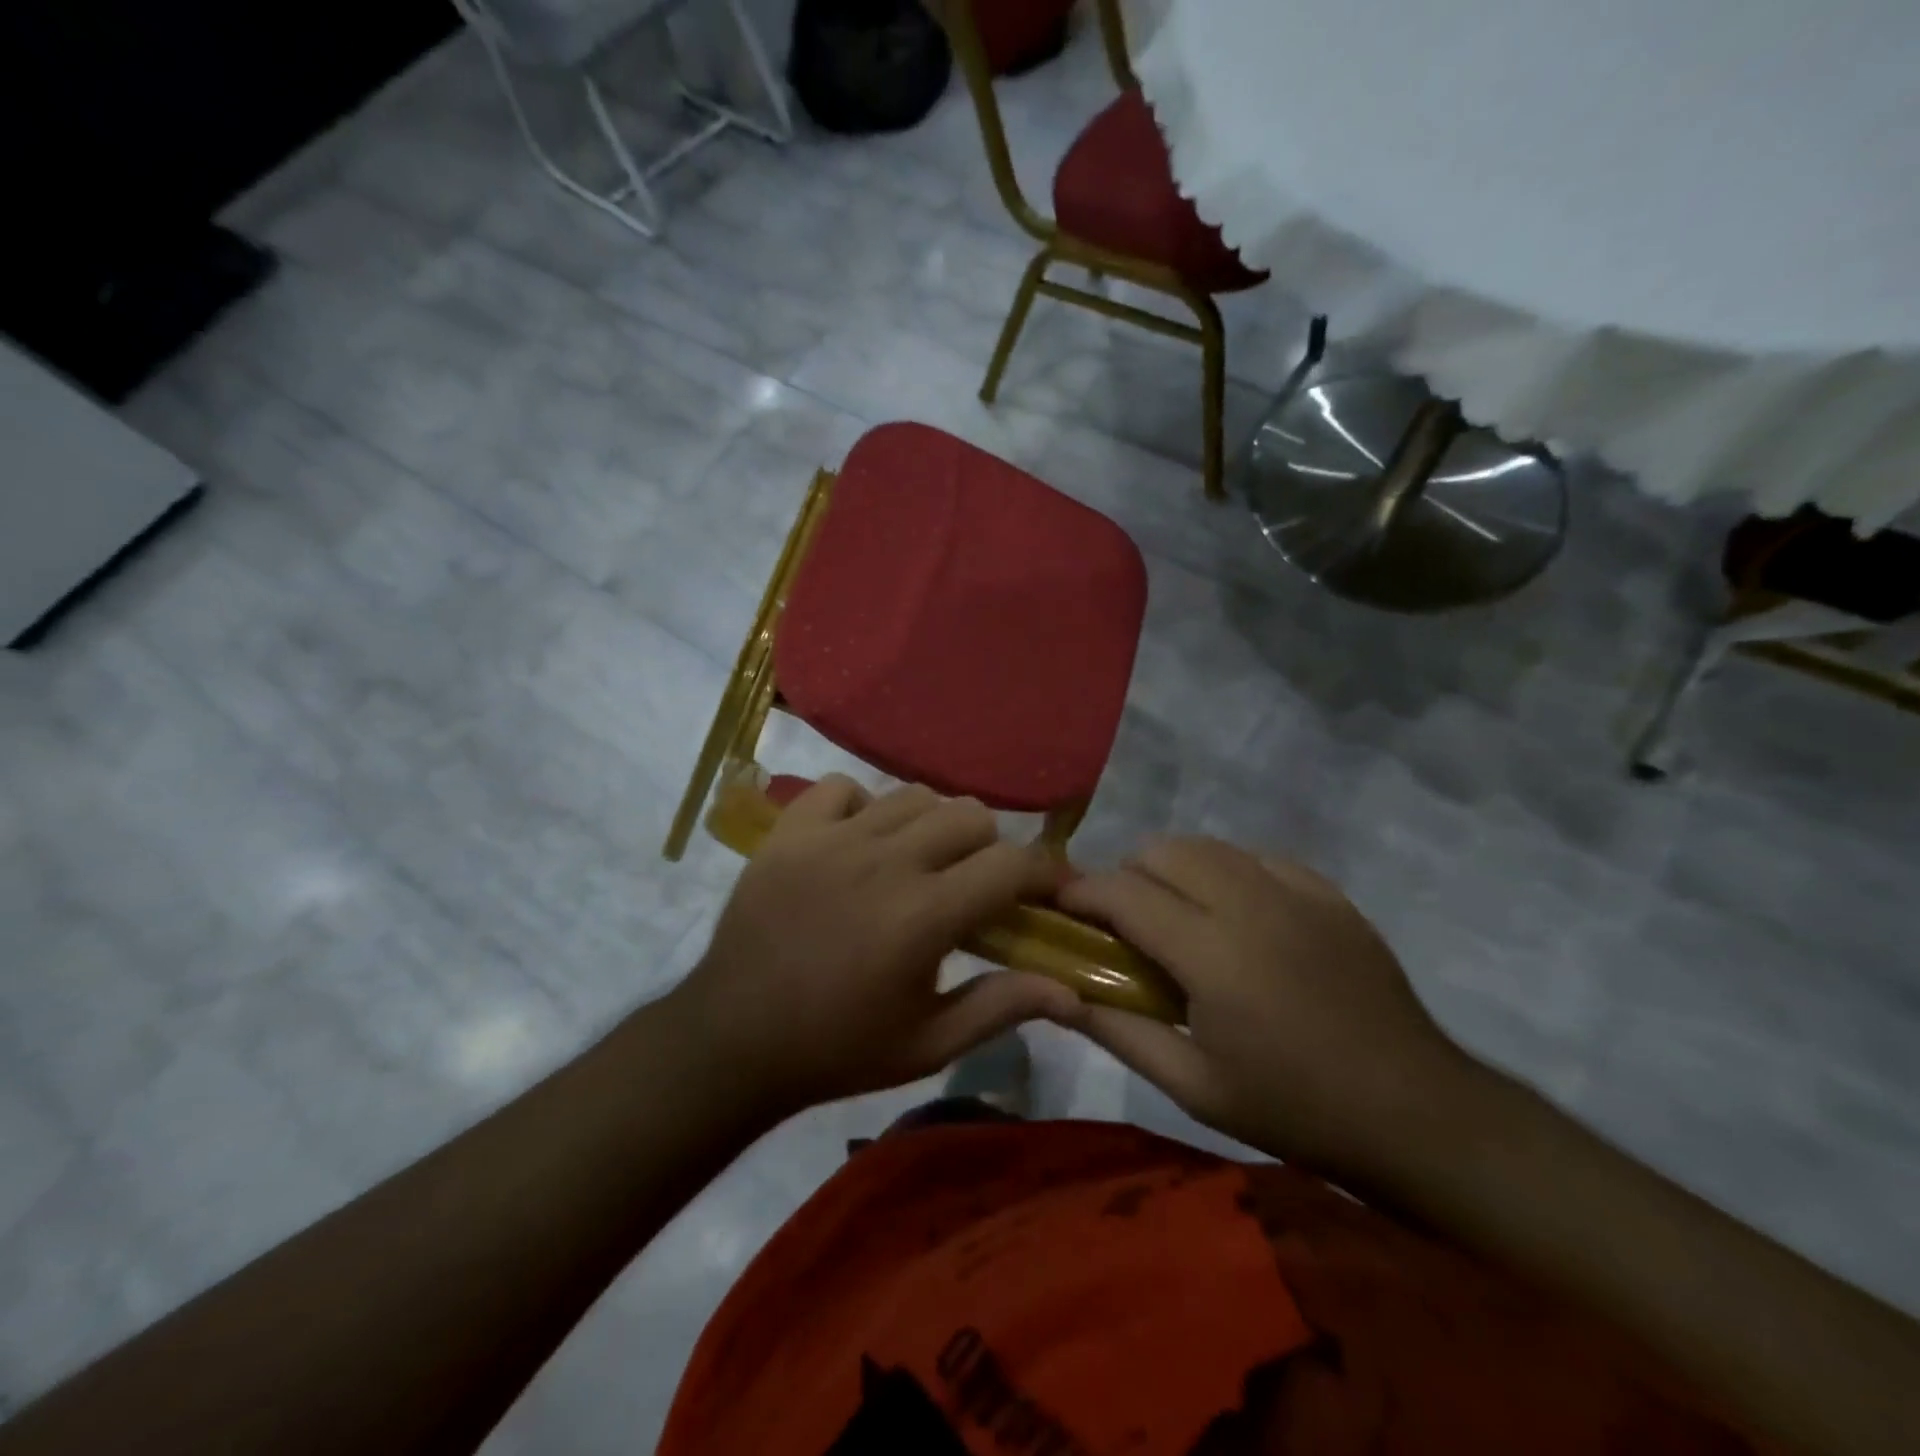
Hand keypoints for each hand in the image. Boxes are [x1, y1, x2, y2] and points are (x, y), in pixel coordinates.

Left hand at [669, 776, 1084, 1117]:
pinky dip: (862, 807)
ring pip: (912, 795)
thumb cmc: (837, 1049)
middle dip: (987, 848)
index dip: (1044, 871)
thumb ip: (1000, 1007)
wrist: (731, 1040)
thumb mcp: (927, 1044)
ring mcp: (832, 839)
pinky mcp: (790, 831)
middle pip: (969, 814)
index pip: (1011, 864)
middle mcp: (884, 861)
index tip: (1051, 887)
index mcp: (923, 915)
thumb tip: (1070, 991)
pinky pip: (841, 787)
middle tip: (972, 886)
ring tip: (918, 862)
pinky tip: (858, 843)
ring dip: (931, 826)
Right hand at [1058, 837, 1477, 1183]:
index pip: (1124, 892)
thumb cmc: (1292, 1107)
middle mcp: (1250, 903)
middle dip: (1127, 874)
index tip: (1062, 909)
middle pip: (1163, 850)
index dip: (1081, 892)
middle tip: (1124, 923)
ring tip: (1175, 915)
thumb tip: (1058, 997)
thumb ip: (1118, 1032)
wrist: (1414, 1112)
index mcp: (1212, 953)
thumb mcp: (1193, 1087)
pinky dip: (1226, 872)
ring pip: (1208, 845)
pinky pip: (1256, 857)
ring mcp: (1296, 890)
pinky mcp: (1328, 893)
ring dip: (1173, 868)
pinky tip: (1234, 915)